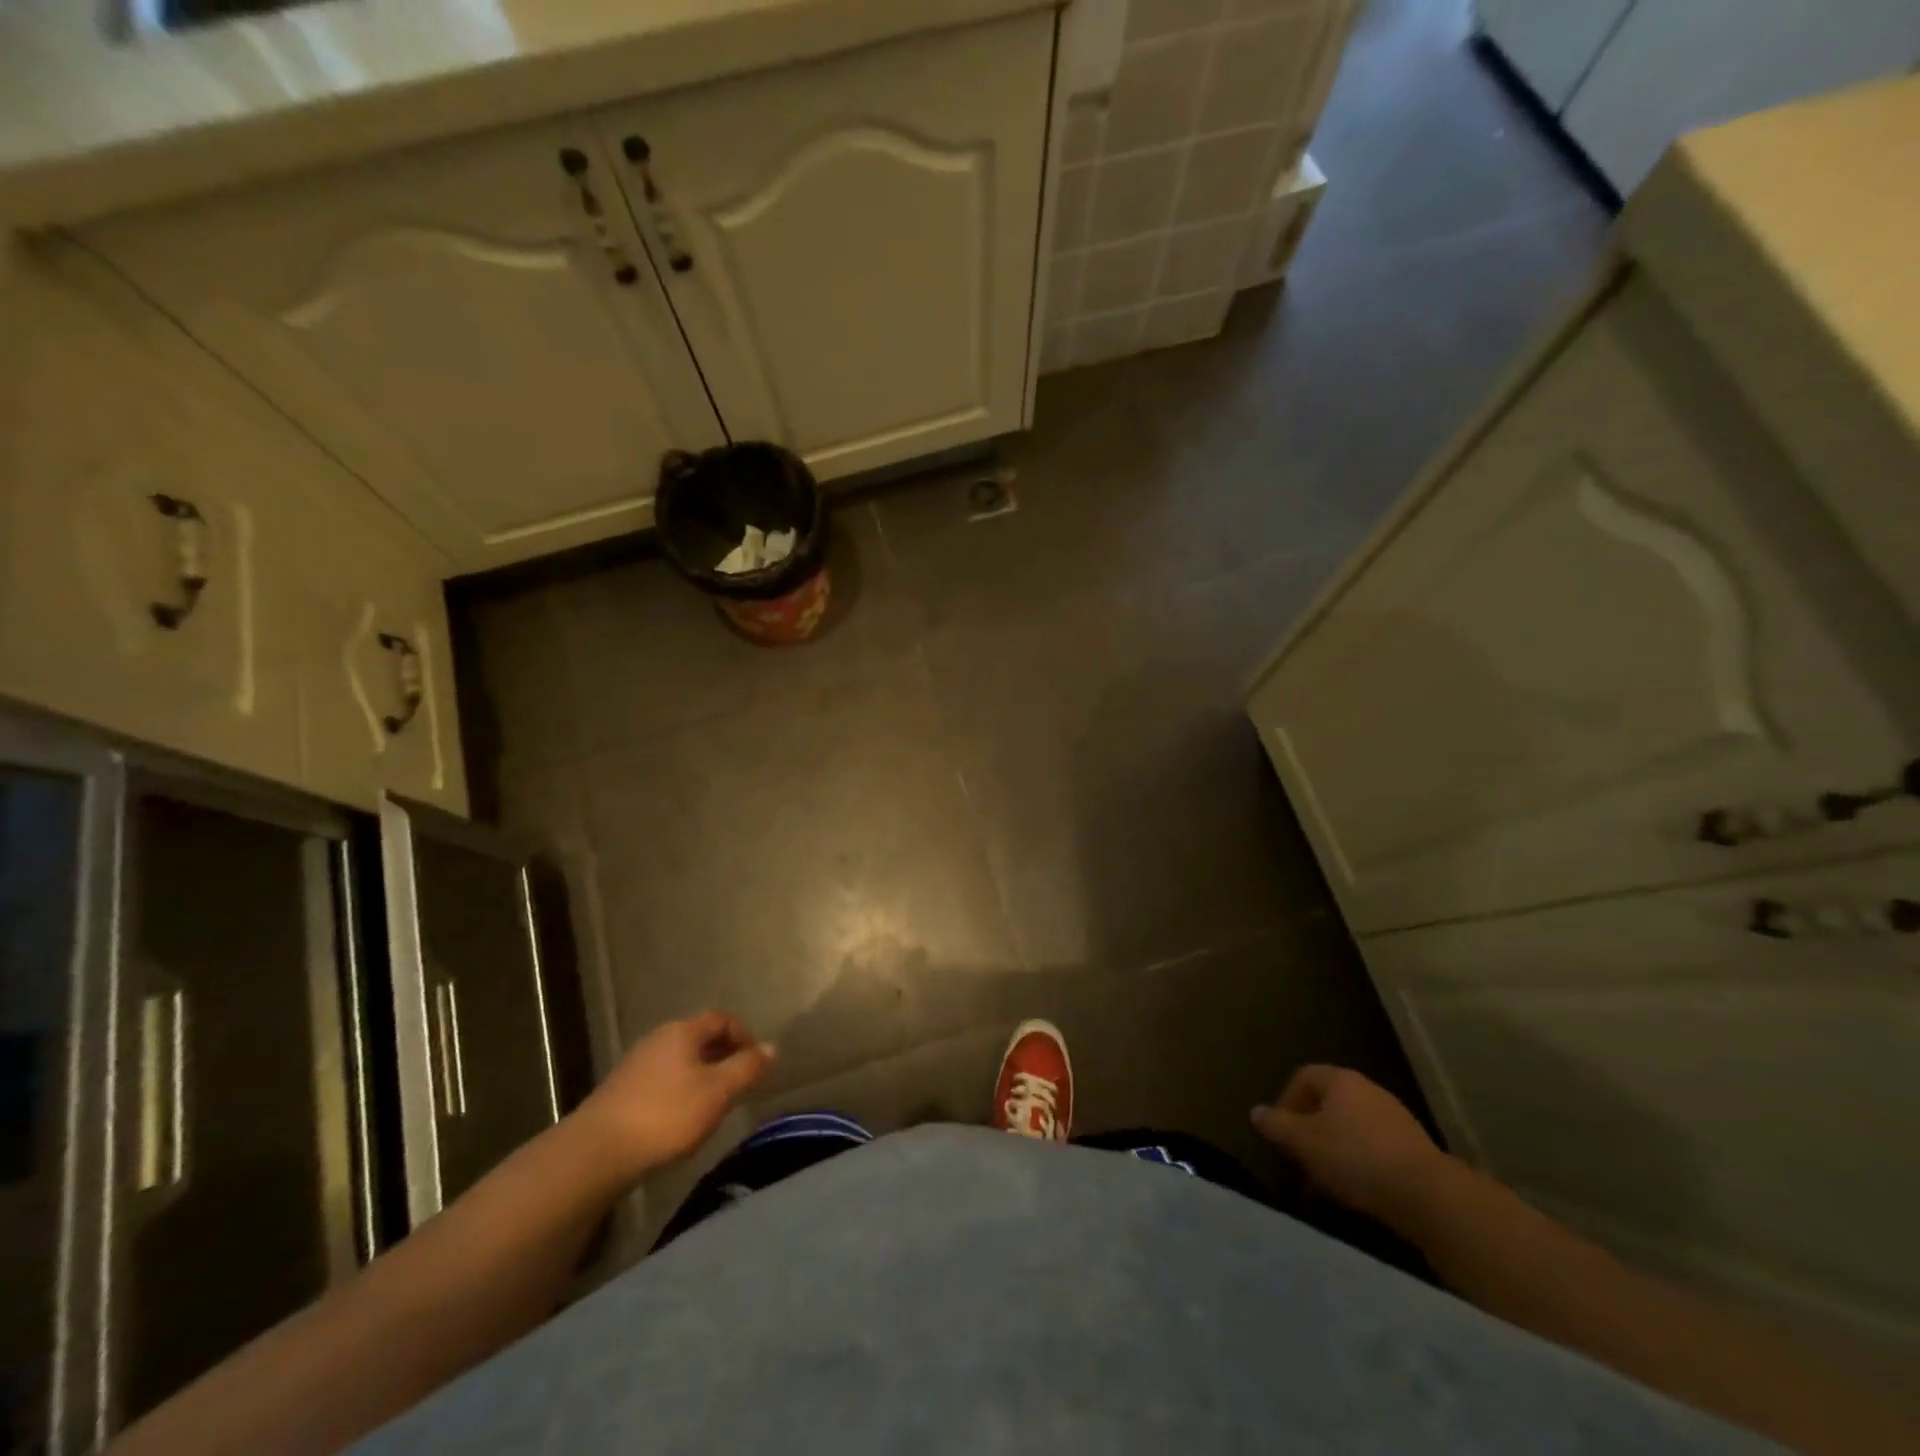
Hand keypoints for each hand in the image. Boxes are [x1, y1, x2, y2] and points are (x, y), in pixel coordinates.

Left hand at [577, 1011, 775, 1178]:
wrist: (596, 1152)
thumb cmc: (666, 1115)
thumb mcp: (718, 1091)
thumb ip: (747, 1067)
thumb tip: (772, 1046)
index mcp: (683, 1031)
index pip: (722, 1018)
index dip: (744, 1034)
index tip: (756, 1062)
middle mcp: (658, 1038)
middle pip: (699, 1037)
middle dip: (723, 1055)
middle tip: (739, 1083)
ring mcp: (636, 1064)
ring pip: (680, 1060)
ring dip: (701, 1074)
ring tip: (713, 1104)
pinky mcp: (621, 1091)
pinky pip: (662, 1079)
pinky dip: (679, 1090)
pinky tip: (680, 1118)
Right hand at [1252, 1065, 1451, 1226]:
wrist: (1428, 1195)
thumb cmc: (1355, 1158)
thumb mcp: (1304, 1143)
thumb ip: (1277, 1125)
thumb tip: (1257, 1112)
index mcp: (1340, 1080)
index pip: (1303, 1077)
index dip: (1285, 1101)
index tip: (1280, 1133)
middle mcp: (1368, 1090)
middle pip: (1328, 1103)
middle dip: (1309, 1130)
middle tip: (1299, 1160)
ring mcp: (1395, 1117)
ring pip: (1351, 1127)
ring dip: (1333, 1149)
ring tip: (1325, 1181)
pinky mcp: (1414, 1148)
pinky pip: (1374, 1147)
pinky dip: (1360, 1163)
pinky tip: (1357, 1189)